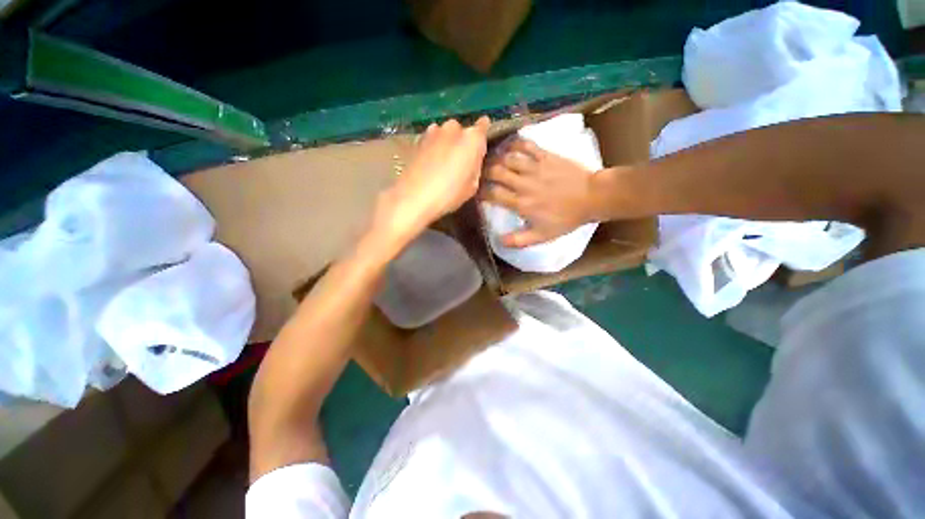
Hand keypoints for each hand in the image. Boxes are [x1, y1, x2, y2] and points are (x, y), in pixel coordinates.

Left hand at [374, 117, 490, 246]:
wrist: (414, 197)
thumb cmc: (450, 194)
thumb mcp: (473, 186)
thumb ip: (476, 167)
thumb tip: (472, 160)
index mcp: (473, 138)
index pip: (484, 125)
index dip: (483, 135)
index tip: (482, 145)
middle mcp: (454, 128)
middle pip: (464, 131)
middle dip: (464, 142)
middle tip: (462, 161)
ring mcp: (434, 131)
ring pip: (447, 135)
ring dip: (448, 144)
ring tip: (444, 164)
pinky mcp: (419, 139)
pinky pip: (433, 140)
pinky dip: (435, 148)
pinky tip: (432, 164)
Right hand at [482, 138, 596, 247]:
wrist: (591, 198)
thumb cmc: (565, 218)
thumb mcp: (542, 236)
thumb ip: (519, 240)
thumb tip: (499, 240)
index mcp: (521, 203)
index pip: (493, 194)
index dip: (481, 192)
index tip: (477, 193)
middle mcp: (523, 183)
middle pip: (496, 172)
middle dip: (484, 172)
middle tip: (481, 174)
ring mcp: (535, 167)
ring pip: (507, 158)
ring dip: (496, 158)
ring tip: (491, 160)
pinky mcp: (546, 156)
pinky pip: (527, 145)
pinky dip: (515, 144)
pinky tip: (510, 146)